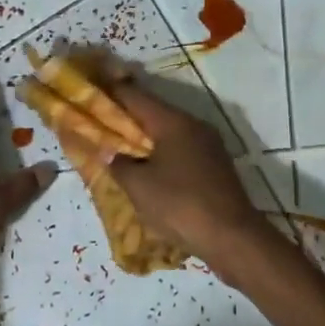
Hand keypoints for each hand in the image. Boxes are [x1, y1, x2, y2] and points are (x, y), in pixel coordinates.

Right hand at [99, 68, 276, 275]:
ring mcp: (209, 145)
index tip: (92, 88)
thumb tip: (109, 152)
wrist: (232, 237)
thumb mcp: (139, 186)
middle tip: (100, 120)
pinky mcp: (215, 165)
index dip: (111, 91)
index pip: (135, 96)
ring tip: (119, 145)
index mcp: (173, 122)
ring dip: (144, 136)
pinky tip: (148, 167)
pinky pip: (181, 149)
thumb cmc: (180, 205)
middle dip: (126, 116)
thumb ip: (118, 163)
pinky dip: (161, 152)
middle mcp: (193, 125)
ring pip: (168, 132)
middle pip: (153, 112)